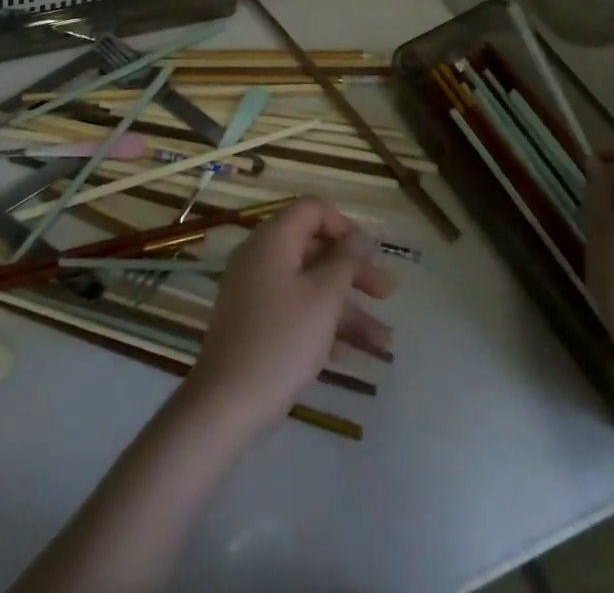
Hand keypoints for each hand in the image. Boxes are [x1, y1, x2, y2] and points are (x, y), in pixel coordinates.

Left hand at [188, 198, 394, 432]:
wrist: (225, 404)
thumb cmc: (281, 341)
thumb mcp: (324, 298)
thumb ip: (345, 262)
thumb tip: (357, 238)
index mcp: (274, 238)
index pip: (312, 209)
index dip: (345, 226)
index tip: (371, 254)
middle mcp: (262, 256)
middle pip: (315, 249)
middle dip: (354, 271)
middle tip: (387, 294)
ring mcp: (255, 290)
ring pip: (309, 285)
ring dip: (347, 308)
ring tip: (385, 342)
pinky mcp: (254, 322)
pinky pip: (295, 309)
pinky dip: (323, 324)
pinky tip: (352, 355)